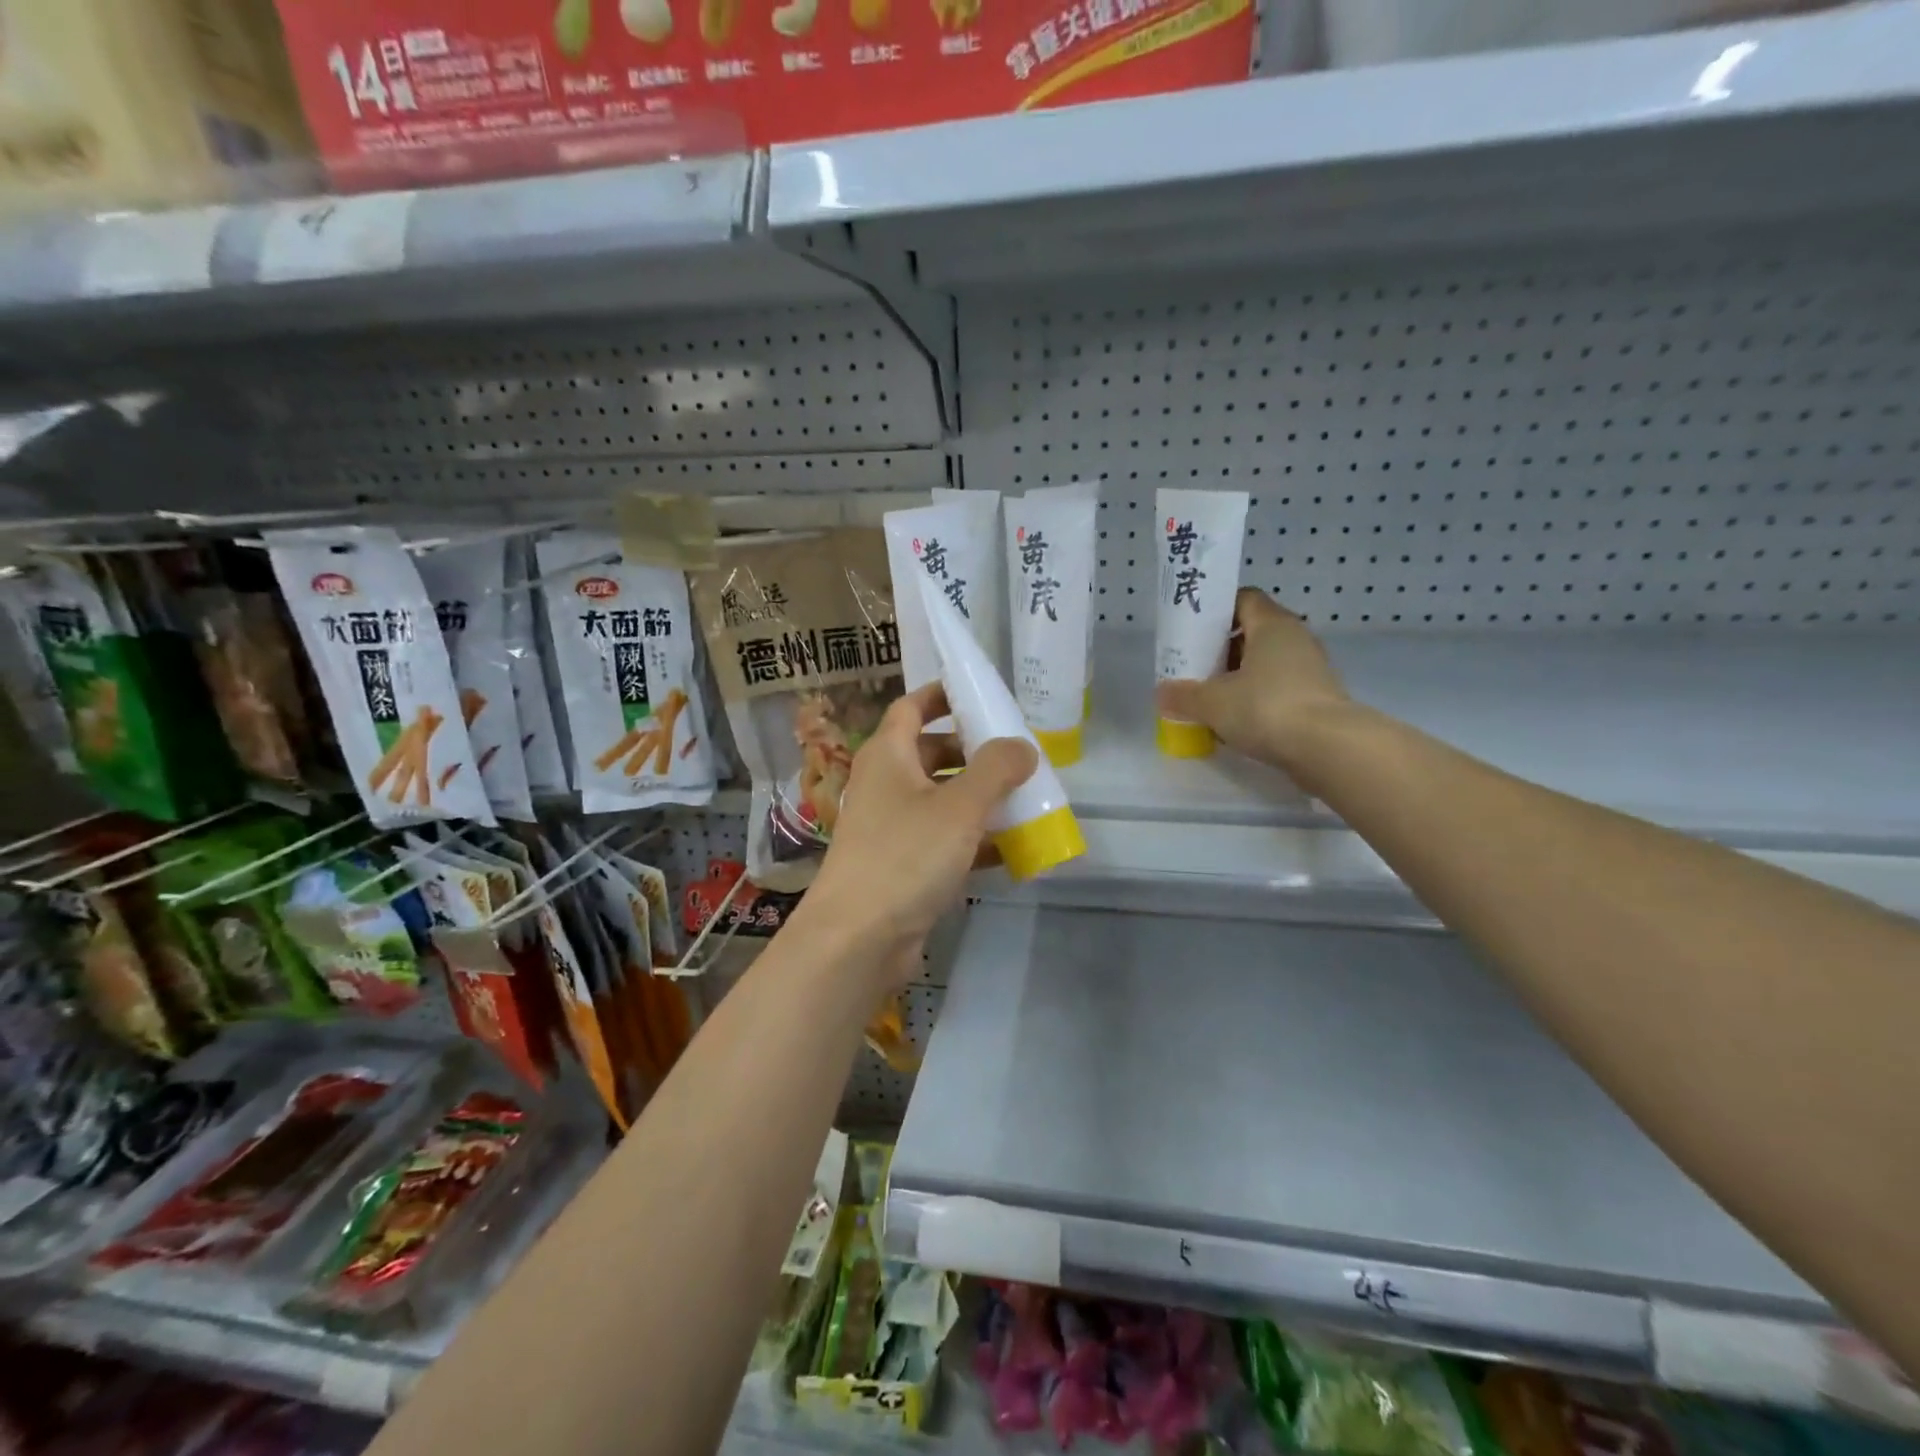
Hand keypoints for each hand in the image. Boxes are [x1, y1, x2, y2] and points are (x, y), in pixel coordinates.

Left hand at [806, 683, 1037, 980]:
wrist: (858, 939)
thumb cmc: (905, 856)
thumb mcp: (959, 805)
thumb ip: (996, 769)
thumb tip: (1023, 746)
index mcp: (888, 755)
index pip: (912, 707)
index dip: (942, 695)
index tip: (980, 693)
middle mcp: (885, 785)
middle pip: (931, 753)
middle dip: (973, 752)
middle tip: (1016, 755)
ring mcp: (891, 828)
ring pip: (940, 799)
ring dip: (978, 799)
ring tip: (1024, 800)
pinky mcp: (901, 866)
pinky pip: (943, 840)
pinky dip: (973, 840)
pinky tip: (1011, 850)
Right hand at [1155, 589, 1350, 769]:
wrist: (1328, 749)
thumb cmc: (1266, 708)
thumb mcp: (1212, 702)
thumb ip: (1183, 696)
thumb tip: (1162, 694)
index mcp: (1272, 624)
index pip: (1243, 599)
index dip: (1216, 610)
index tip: (1192, 630)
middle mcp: (1295, 639)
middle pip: (1253, 632)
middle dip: (1222, 649)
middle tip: (1194, 668)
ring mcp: (1310, 670)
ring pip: (1266, 664)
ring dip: (1238, 677)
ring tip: (1210, 698)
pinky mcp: (1317, 698)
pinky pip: (1278, 689)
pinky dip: (1256, 700)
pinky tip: (1235, 721)